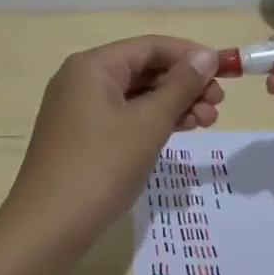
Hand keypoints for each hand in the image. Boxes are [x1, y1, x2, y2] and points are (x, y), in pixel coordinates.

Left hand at [1, 36, 223, 257]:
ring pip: (135, 95)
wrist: (48, 228)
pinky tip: (179, 132)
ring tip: (206, 123)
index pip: (150, 46)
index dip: (190, 55)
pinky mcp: (80, 136)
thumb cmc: (101, 167)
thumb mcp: (148, 124)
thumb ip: (180, 86)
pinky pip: (123, 116)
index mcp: (93, 66)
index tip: (225, 73)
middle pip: (143, 69)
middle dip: (184, 84)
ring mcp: (78, 110)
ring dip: (173, 104)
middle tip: (218, 106)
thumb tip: (207, 55)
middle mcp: (81, 80)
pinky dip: (152, 121)